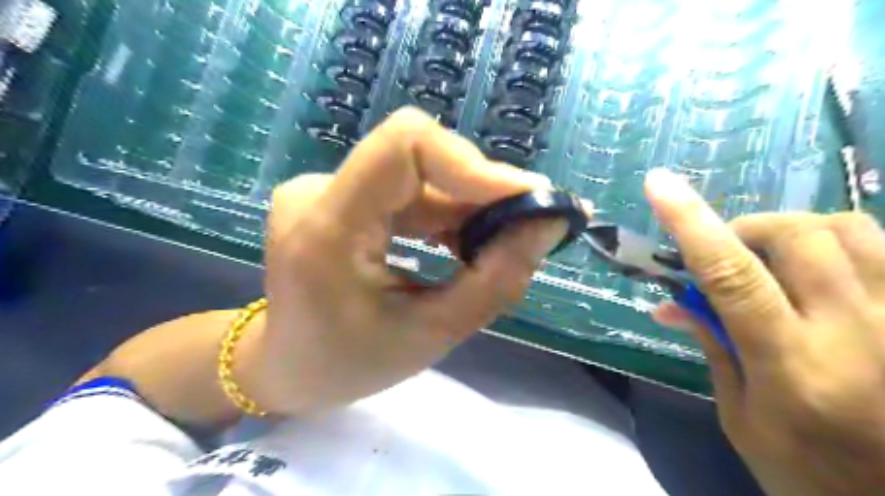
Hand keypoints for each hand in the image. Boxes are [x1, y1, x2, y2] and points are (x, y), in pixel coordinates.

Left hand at [251, 109, 565, 414]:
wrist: (286, 366)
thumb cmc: (348, 365)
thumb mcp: (431, 336)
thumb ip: (495, 280)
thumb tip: (548, 224)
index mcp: (328, 227)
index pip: (404, 145)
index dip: (473, 163)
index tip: (528, 198)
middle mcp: (319, 192)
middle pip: (419, 158)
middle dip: (480, 192)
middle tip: (525, 229)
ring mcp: (325, 190)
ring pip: (419, 174)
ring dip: (466, 206)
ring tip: (495, 247)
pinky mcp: (339, 197)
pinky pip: (407, 189)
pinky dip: (445, 213)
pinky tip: (462, 244)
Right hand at [649, 168, 884, 494]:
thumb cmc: (810, 473)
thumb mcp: (741, 417)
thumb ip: (712, 346)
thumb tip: (668, 303)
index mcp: (792, 367)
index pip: (731, 275)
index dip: (691, 223)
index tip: (659, 185)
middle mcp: (859, 334)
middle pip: (798, 236)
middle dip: (748, 230)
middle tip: (727, 252)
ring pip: (852, 229)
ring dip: (795, 230)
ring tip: (773, 257)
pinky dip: (841, 242)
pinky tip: (823, 269)